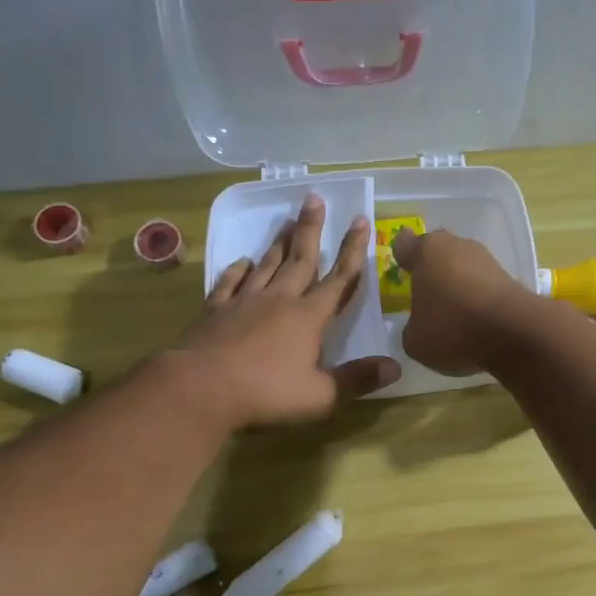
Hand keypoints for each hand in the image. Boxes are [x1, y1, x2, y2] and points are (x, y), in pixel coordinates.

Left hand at [177, 196, 400, 426]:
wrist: (200, 389)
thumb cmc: (267, 393)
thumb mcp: (321, 396)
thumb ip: (357, 380)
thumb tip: (395, 367)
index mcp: (309, 318)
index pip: (339, 279)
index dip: (353, 250)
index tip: (360, 220)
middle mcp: (280, 300)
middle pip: (301, 259)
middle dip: (311, 229)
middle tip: (314, 199)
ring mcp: (244, 302)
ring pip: (267, 264)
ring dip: (280, 243)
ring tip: (287, 222)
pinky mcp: (215, 311)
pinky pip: (230, 282)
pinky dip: (238, 269)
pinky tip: (242, 261)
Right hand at [391, 227, 540, 375]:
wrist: (516, 333)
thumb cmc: (453, 329)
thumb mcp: (415, 340)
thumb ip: (411, 328)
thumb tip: (421, 326)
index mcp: (427, 251)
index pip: (405, 244)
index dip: (402, 257)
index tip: (403, 273)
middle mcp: (457, 245)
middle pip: (438, 253)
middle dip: (432, 271)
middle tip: (426, 298)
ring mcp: (487, 259)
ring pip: (463, 268)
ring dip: (458, 286)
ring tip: (453, 316)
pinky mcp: (510, 277)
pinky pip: (483, 286)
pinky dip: (478, 299)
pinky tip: (476, 322)